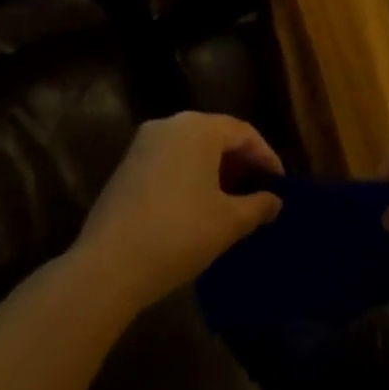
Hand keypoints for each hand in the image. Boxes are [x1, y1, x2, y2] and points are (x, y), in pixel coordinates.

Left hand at [74, 113, 282, 312]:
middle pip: (216, 136)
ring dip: (215, 170)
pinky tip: (198, 206)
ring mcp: (143, 144)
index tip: (279, 185)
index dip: (266, 157)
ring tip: (231, 201)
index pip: (243, 133)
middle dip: (240, 162)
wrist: (109, 265)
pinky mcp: (126, 166)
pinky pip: (170, 161)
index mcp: (198, 128)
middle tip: (258, 192)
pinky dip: (190, 175)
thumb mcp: (229, 222)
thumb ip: (257, 206)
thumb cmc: (179, 233)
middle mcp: (169, 125)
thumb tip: (273, 201)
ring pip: (191, 148)